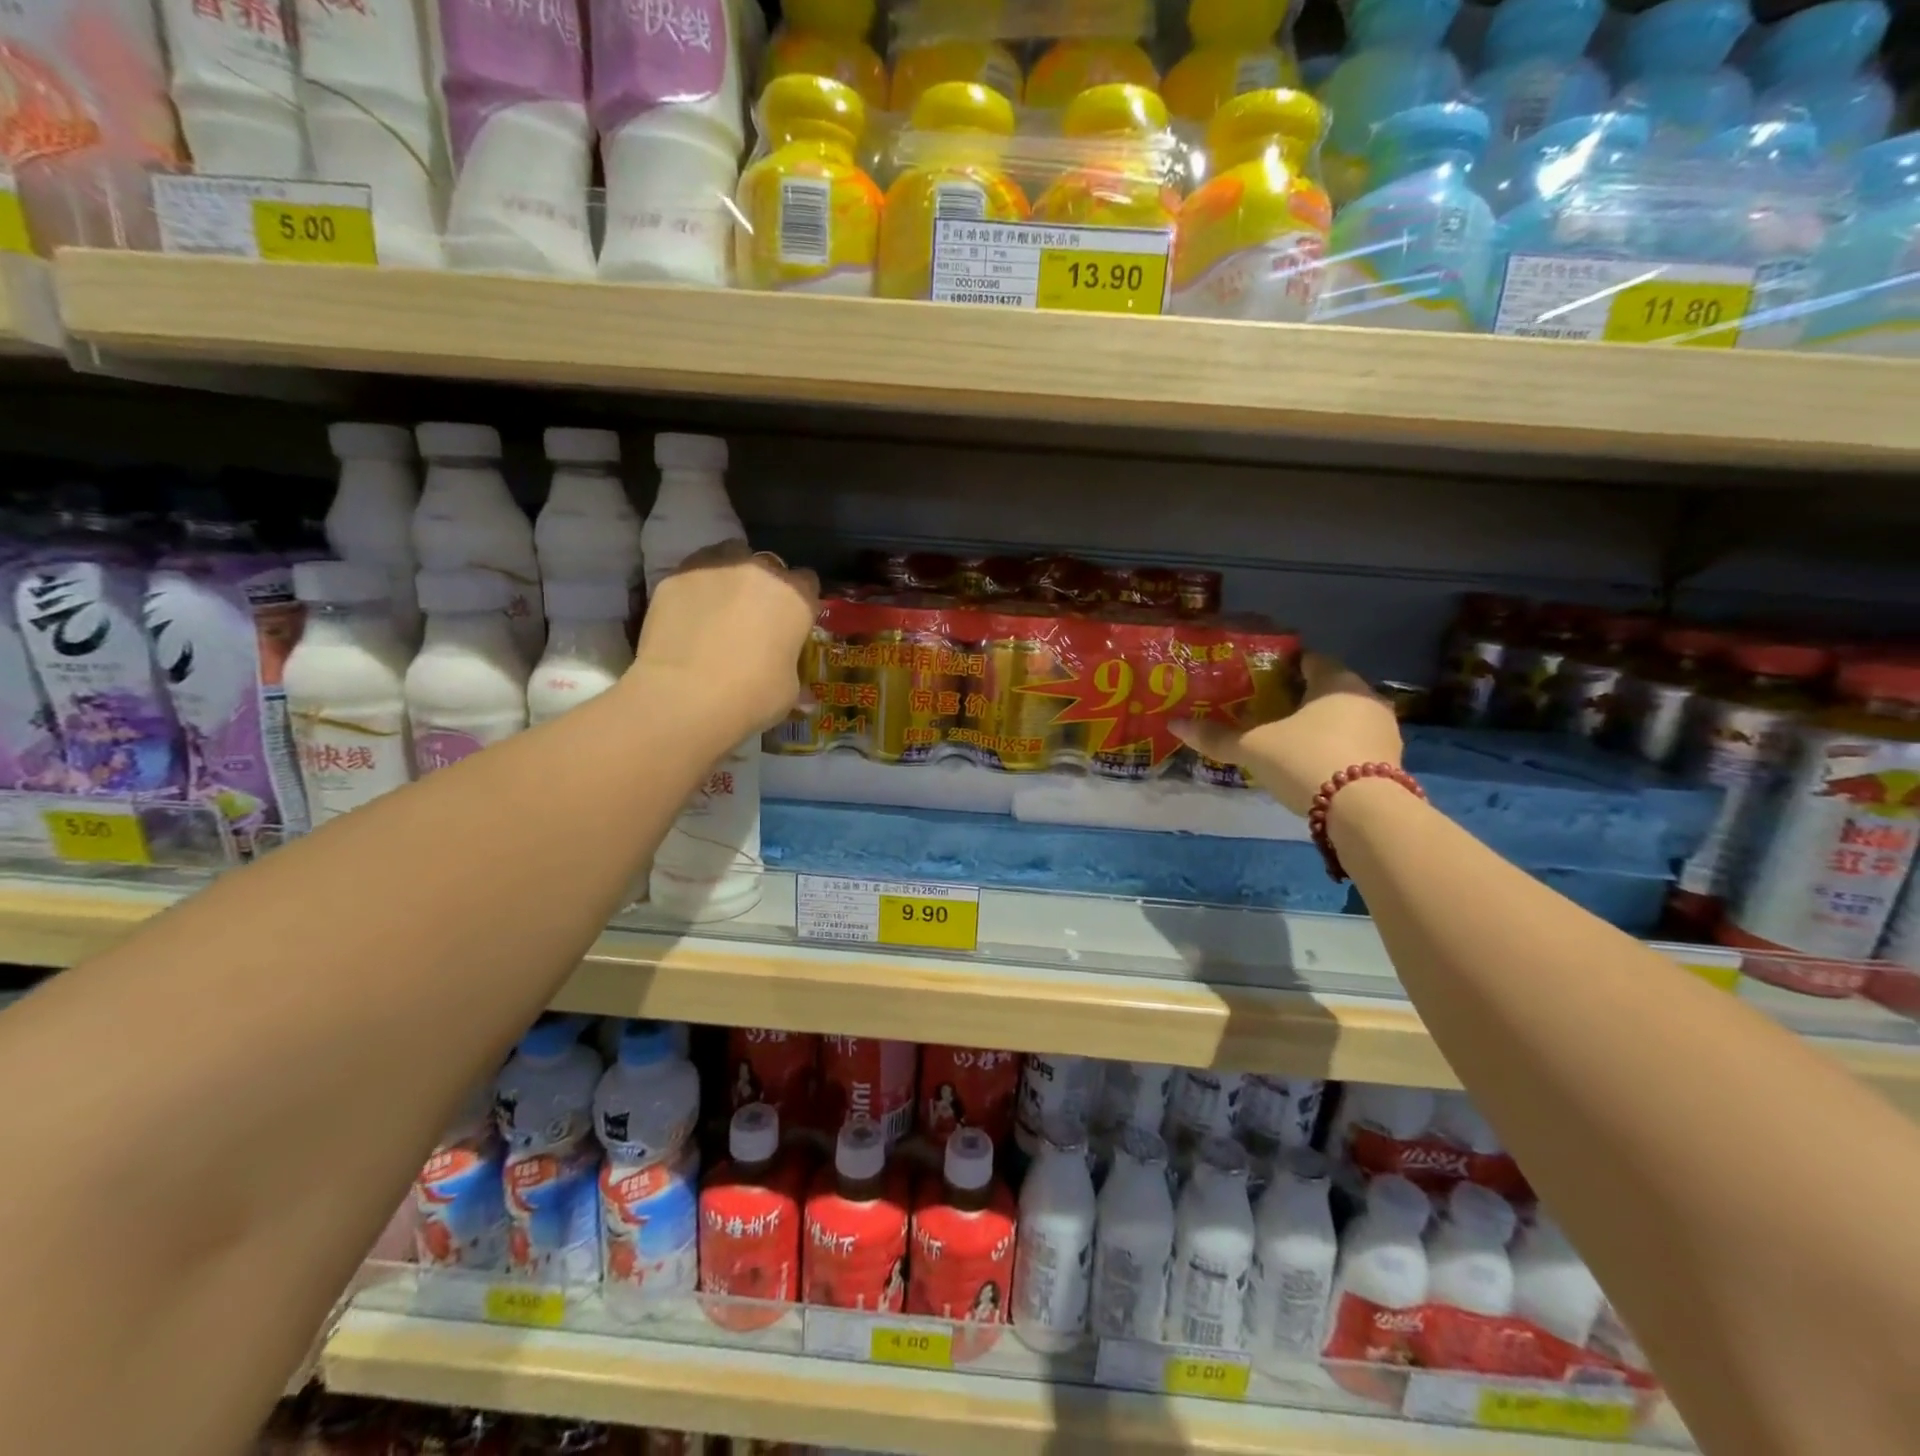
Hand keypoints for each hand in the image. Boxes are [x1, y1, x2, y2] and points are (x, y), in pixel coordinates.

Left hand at [629, 543, 820, 739]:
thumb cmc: (752, 695)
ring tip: (721, 605)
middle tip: (754, 618)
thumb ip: (792, 675)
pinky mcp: (677, 575)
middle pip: (769, 565)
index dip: (800, 601)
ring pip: (730, 556)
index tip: (791, 621)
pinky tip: (690, 613)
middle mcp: (760, 572)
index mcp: (796, 598)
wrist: (686, 695)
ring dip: (731, 575)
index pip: (808, 582)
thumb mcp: (787, 692)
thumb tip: (801, 692)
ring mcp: (715, 567)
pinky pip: (694, 572)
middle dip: (765, 586)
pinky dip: (697, 587)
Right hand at [1171, 653, 1401, 815]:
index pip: (1310, 660)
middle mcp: (1366, 698)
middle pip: (1327, 690)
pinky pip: (1355, 745)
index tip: (1259, 677)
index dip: (1283, 666)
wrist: (1363, 812)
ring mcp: (1384, 731)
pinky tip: (1310, 764)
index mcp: (1336, 681)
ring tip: (1285, 739)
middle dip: (1299, 698)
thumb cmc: (1306, 760)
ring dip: (1318, 726)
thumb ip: (1218, 737)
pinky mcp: (1390, 763)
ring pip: (1343, 718)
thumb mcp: (1254, 748)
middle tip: (1266, 710)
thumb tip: (1175, 724)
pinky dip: (1333, 749)